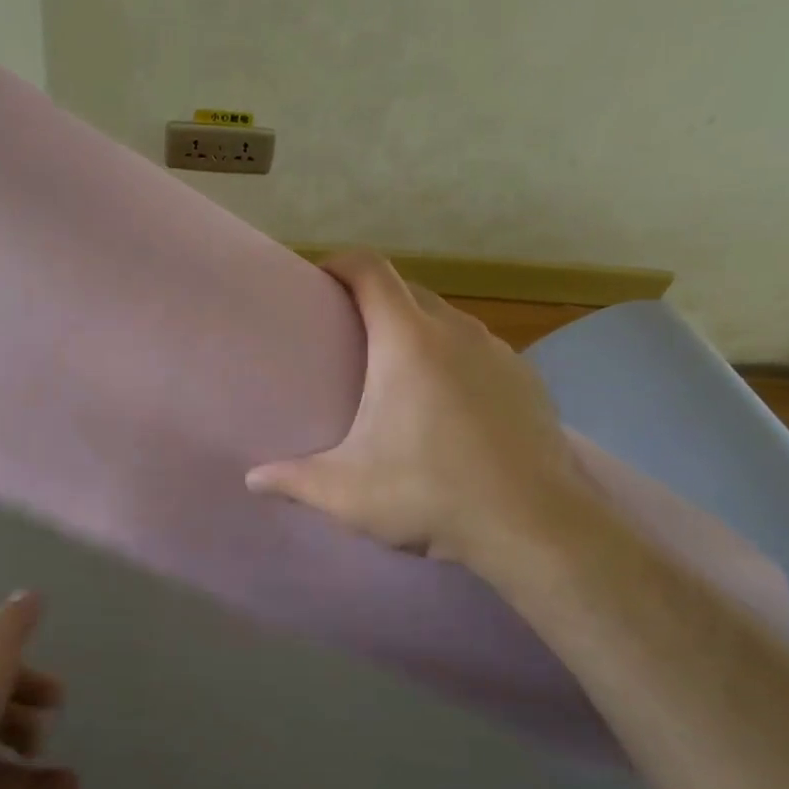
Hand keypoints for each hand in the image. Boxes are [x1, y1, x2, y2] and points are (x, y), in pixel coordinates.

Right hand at [246, 251, 591, 569]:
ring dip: (418, 330)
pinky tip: (450, 403)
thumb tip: (253, 480)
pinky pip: (480, 351)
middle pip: (408, 291)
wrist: (535, 525)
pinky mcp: (528, 379)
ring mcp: (499, 353)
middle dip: (374, 300)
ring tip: (397, 370)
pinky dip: (456, 359)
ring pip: (448, 321)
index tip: (319, 280)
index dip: (340, 263)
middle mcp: (456, 331)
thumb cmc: (431, 494)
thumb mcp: (347, 492)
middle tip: (347, 335)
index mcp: (407, 341)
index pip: (370, 270)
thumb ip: (293, 480)